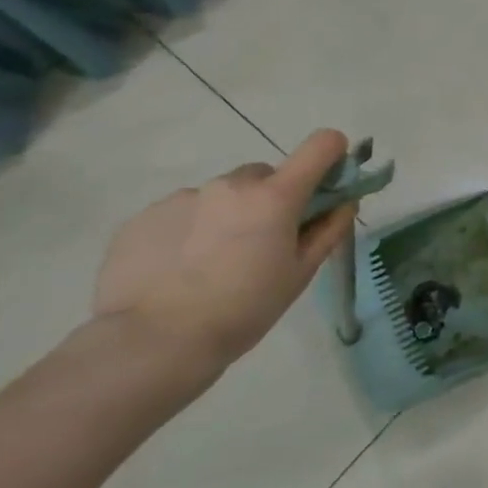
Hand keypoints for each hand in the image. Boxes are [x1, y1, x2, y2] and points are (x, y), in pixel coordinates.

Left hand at [90, 130, 357, 379]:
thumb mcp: (300, 274)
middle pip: (265, 175)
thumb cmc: (244, 309)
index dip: (332, 156)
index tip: (328, 183)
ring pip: (221, 196)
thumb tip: (344, 202)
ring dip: (227, 216)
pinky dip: (189, 231)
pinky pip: (182, 213)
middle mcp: (230, 184)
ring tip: (212, 264)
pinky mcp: (143, 216)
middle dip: (271, 199)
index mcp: (275, 196)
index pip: (321, 145)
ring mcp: (182, 197)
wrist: (152, 342)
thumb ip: (328, 230)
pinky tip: (179, 270)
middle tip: (262, 243)